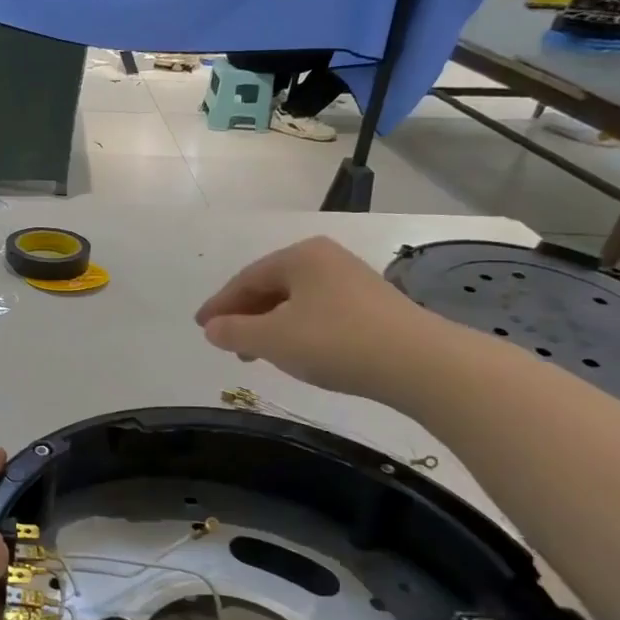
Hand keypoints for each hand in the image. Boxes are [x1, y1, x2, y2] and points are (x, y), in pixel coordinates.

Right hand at [196, 236, 450, 400]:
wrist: (420, 363)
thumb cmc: (335, 341)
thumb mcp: (272, 339)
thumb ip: (234, 332)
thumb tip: (212, 328)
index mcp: (300, 256)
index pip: (246, 279)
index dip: (219, 304)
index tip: (200, 326)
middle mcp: (326, 259)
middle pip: (271, 286)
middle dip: (244, 314)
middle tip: (225, 342)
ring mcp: (352, 280)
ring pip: (295, 300)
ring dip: (269, 324)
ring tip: (256, 354)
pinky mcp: (372, 305)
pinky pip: (318, 311)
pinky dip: (296, 328)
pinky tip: (295, 351)